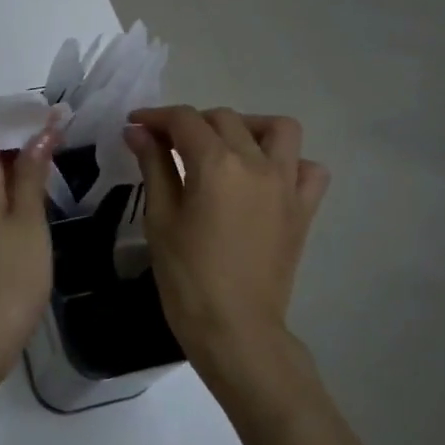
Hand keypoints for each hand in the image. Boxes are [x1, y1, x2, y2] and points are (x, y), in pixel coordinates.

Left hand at [0, 101, 60, 383]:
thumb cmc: (6, 280)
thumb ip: (32, 173)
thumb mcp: (29, 223)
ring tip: (50, 159)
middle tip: (53, 135)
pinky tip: (33, 196)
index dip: (8, 109)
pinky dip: (4, 181)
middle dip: (11, 128)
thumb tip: (40, 130)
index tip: (46, 115)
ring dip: (9, 155)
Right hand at [124, 107, 328, 400]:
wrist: (235, 328)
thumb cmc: (187, 276)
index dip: (155, 117)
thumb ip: (153, 166)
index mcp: (216, 164)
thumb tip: (138, 131)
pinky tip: (264, 177)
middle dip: (191, 123)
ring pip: (276, 129)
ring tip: (223, 148)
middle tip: (166, 144)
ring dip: (247, 127)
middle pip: (224, 119)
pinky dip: (289, 162)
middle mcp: (257, 163)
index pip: (184, 120)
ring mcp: (287, 184)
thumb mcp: (161, 217)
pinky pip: (308, 168)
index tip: (135, 125)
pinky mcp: (304, 208)